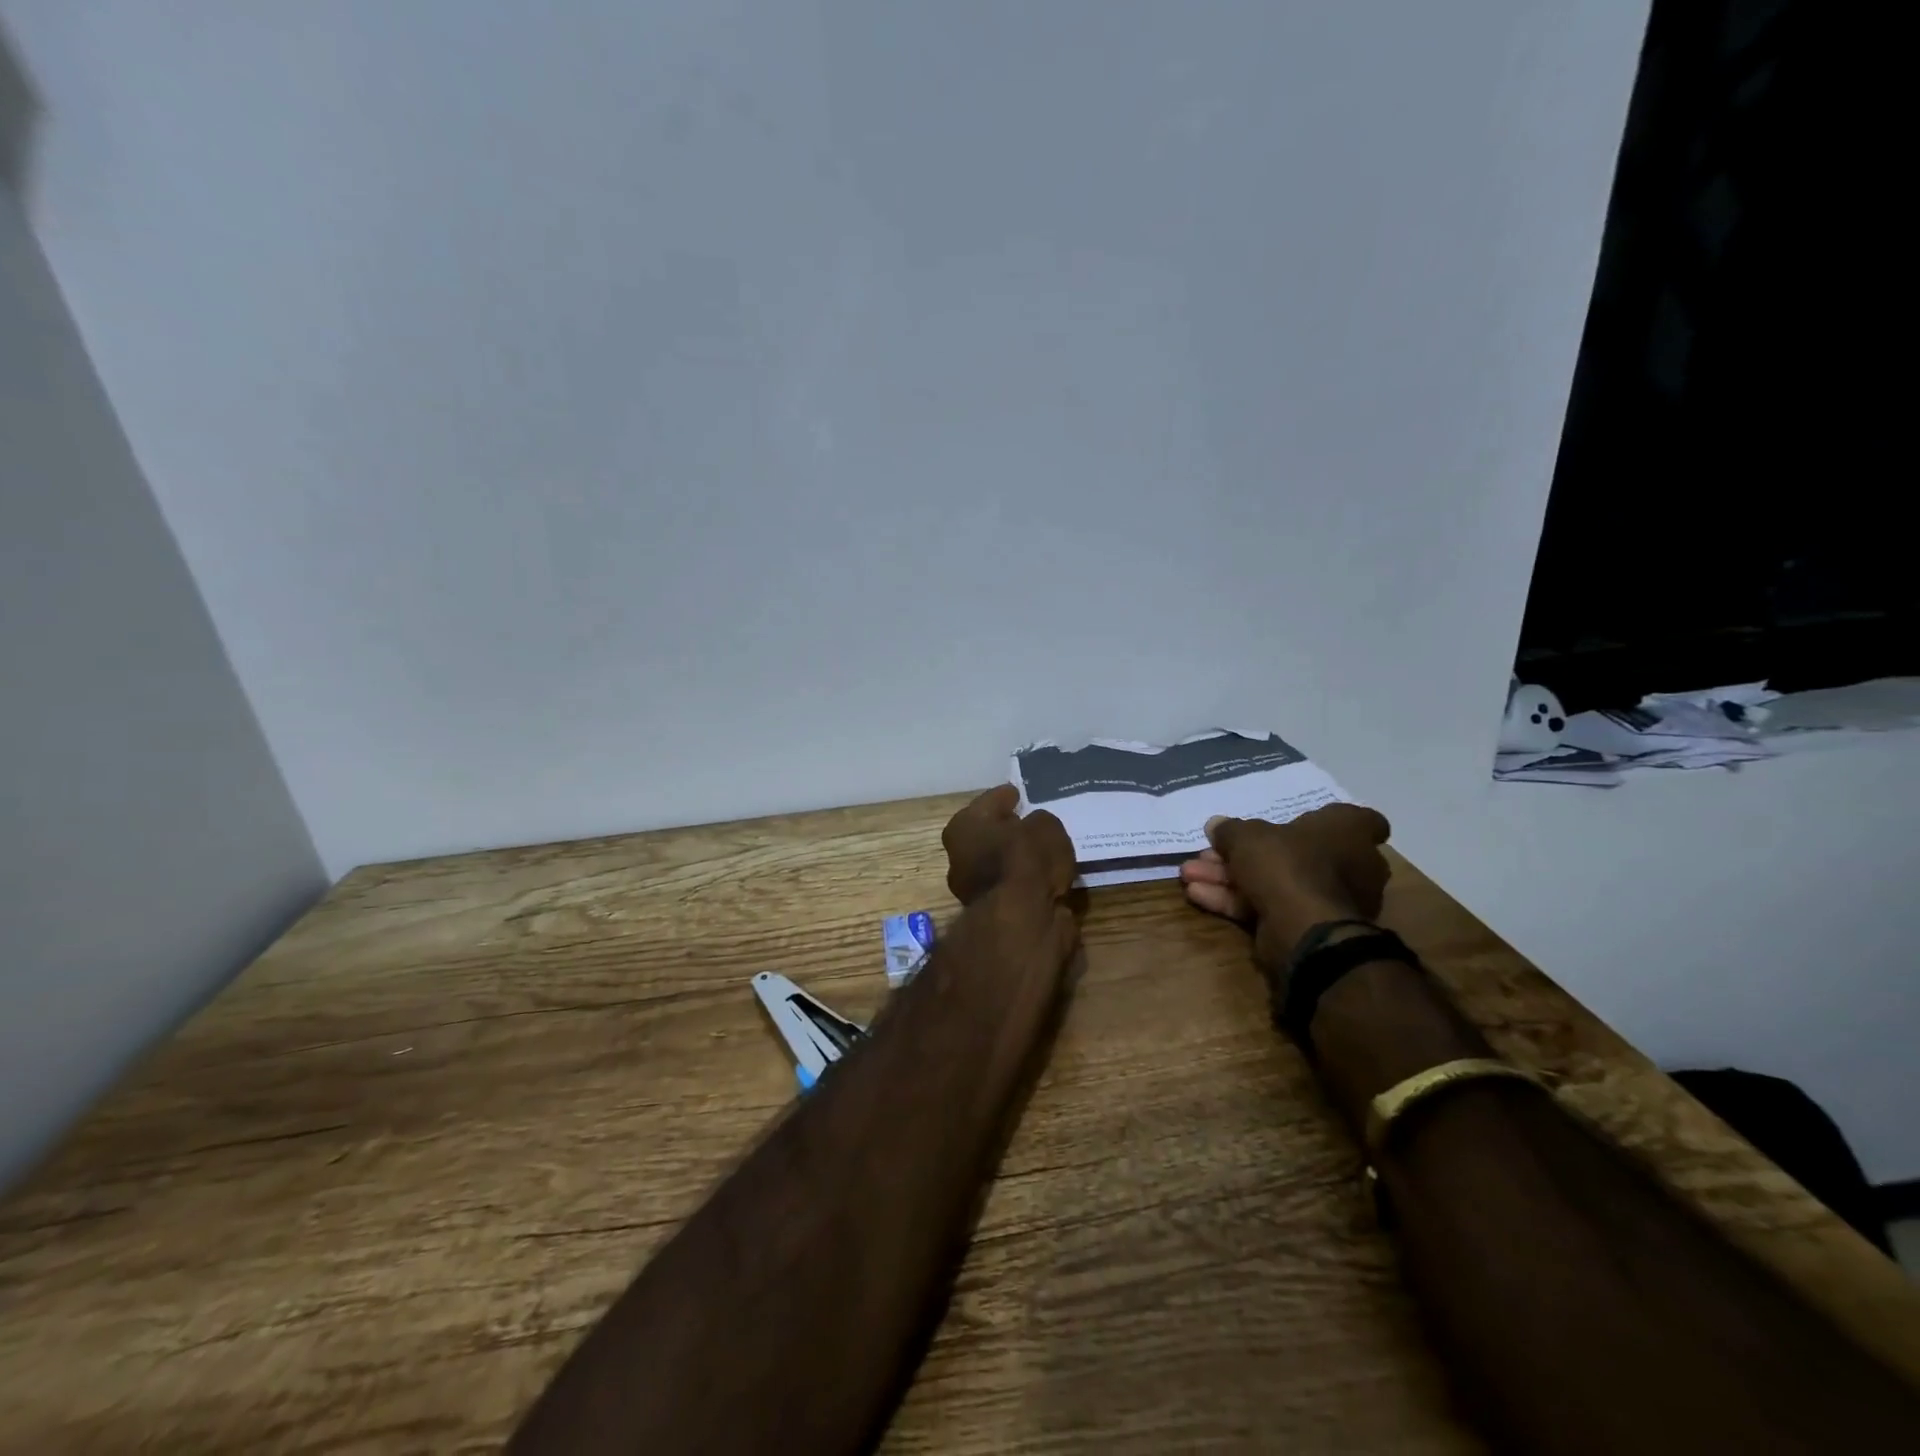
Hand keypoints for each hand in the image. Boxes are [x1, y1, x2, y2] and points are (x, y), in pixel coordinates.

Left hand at [941, 785, 1075, 907]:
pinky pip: (1014, 888)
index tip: (1017, 793)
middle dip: (1007, 829)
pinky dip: (1027, 883)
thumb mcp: (1044, 827)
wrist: (1021, 922)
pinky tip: (1047, 877)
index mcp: (963, 828)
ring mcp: (974, 889)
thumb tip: (1036, 829)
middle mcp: (960, 857)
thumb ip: (1040, 822)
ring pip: (1000, 864)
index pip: (987, 803)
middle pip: (988, 835)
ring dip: (1018, 859)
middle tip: (1030, 821)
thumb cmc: (1024, 860)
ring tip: (1045, 851)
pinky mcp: (994, 914)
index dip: (1004, 797)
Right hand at [1178, 804, 1392, 971]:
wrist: (1304, 929)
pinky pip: (1268, 906)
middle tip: (1210, 852)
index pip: (1360, 820)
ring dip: (1230, 877)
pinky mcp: (1308, 926)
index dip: (1328, 818)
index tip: (1300, 819)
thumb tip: (1216, 825)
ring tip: (1190, 874)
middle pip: (1294, 852)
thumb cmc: (1288, 864)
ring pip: (1274, 881)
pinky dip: (1234, 900)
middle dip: (1247, 853)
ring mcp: (1329, 899)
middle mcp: (1349, 865)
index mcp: (1349, 833)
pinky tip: (1198, 894)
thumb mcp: (1248, 837)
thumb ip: (1230, 830)